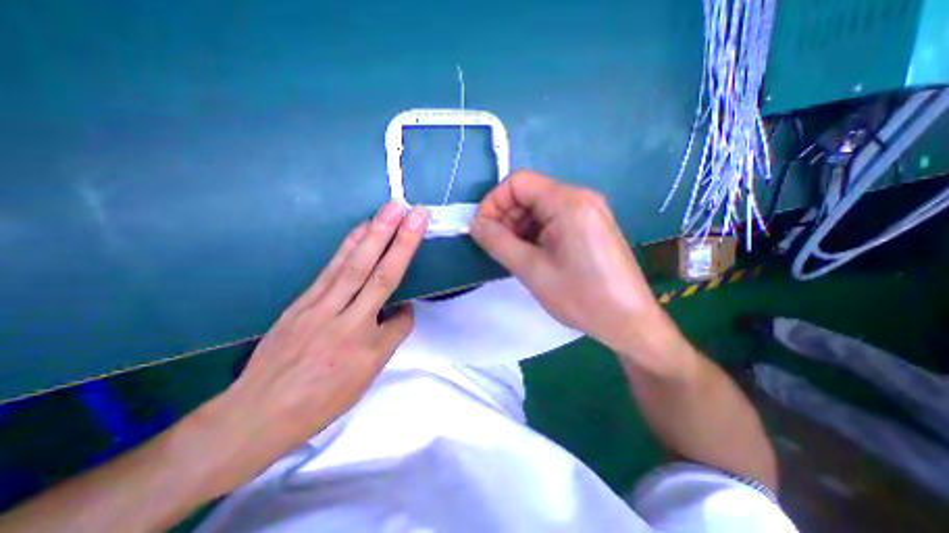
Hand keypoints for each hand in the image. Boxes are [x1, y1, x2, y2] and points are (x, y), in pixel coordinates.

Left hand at [201, 200, 430, 495]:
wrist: (256, 413)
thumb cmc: (318, 402)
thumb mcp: (362, 380)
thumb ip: (387, 341)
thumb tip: (400, 312)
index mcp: (366, 350)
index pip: (400, 321)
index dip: (408, 313)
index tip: (406, 313)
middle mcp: (346, 322)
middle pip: (379, 276)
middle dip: (400, 242)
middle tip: (414, 214)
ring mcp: (320, 307)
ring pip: (353, 265)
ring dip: (375, 234)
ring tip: (390, 210)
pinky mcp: (303, 300)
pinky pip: (331, 268)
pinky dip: (349, 245)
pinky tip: (361, 230)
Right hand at [471, 171, 668, 359]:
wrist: (629, 322)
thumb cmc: (581, 296)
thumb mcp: (531, 270)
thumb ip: (498, 242)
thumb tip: (475, 224)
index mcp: (568, 201)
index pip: (518, 182)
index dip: (493, 202)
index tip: (482, 229)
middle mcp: (580, 198)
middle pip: (529, 194)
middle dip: (506, 217)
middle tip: (496, 246)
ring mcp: (588, 212)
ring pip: (539, 208)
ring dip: (519, 227)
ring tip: (512, 254)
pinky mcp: (590, 227)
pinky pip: (553, 220)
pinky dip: (535, 233)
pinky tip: (531, 255)